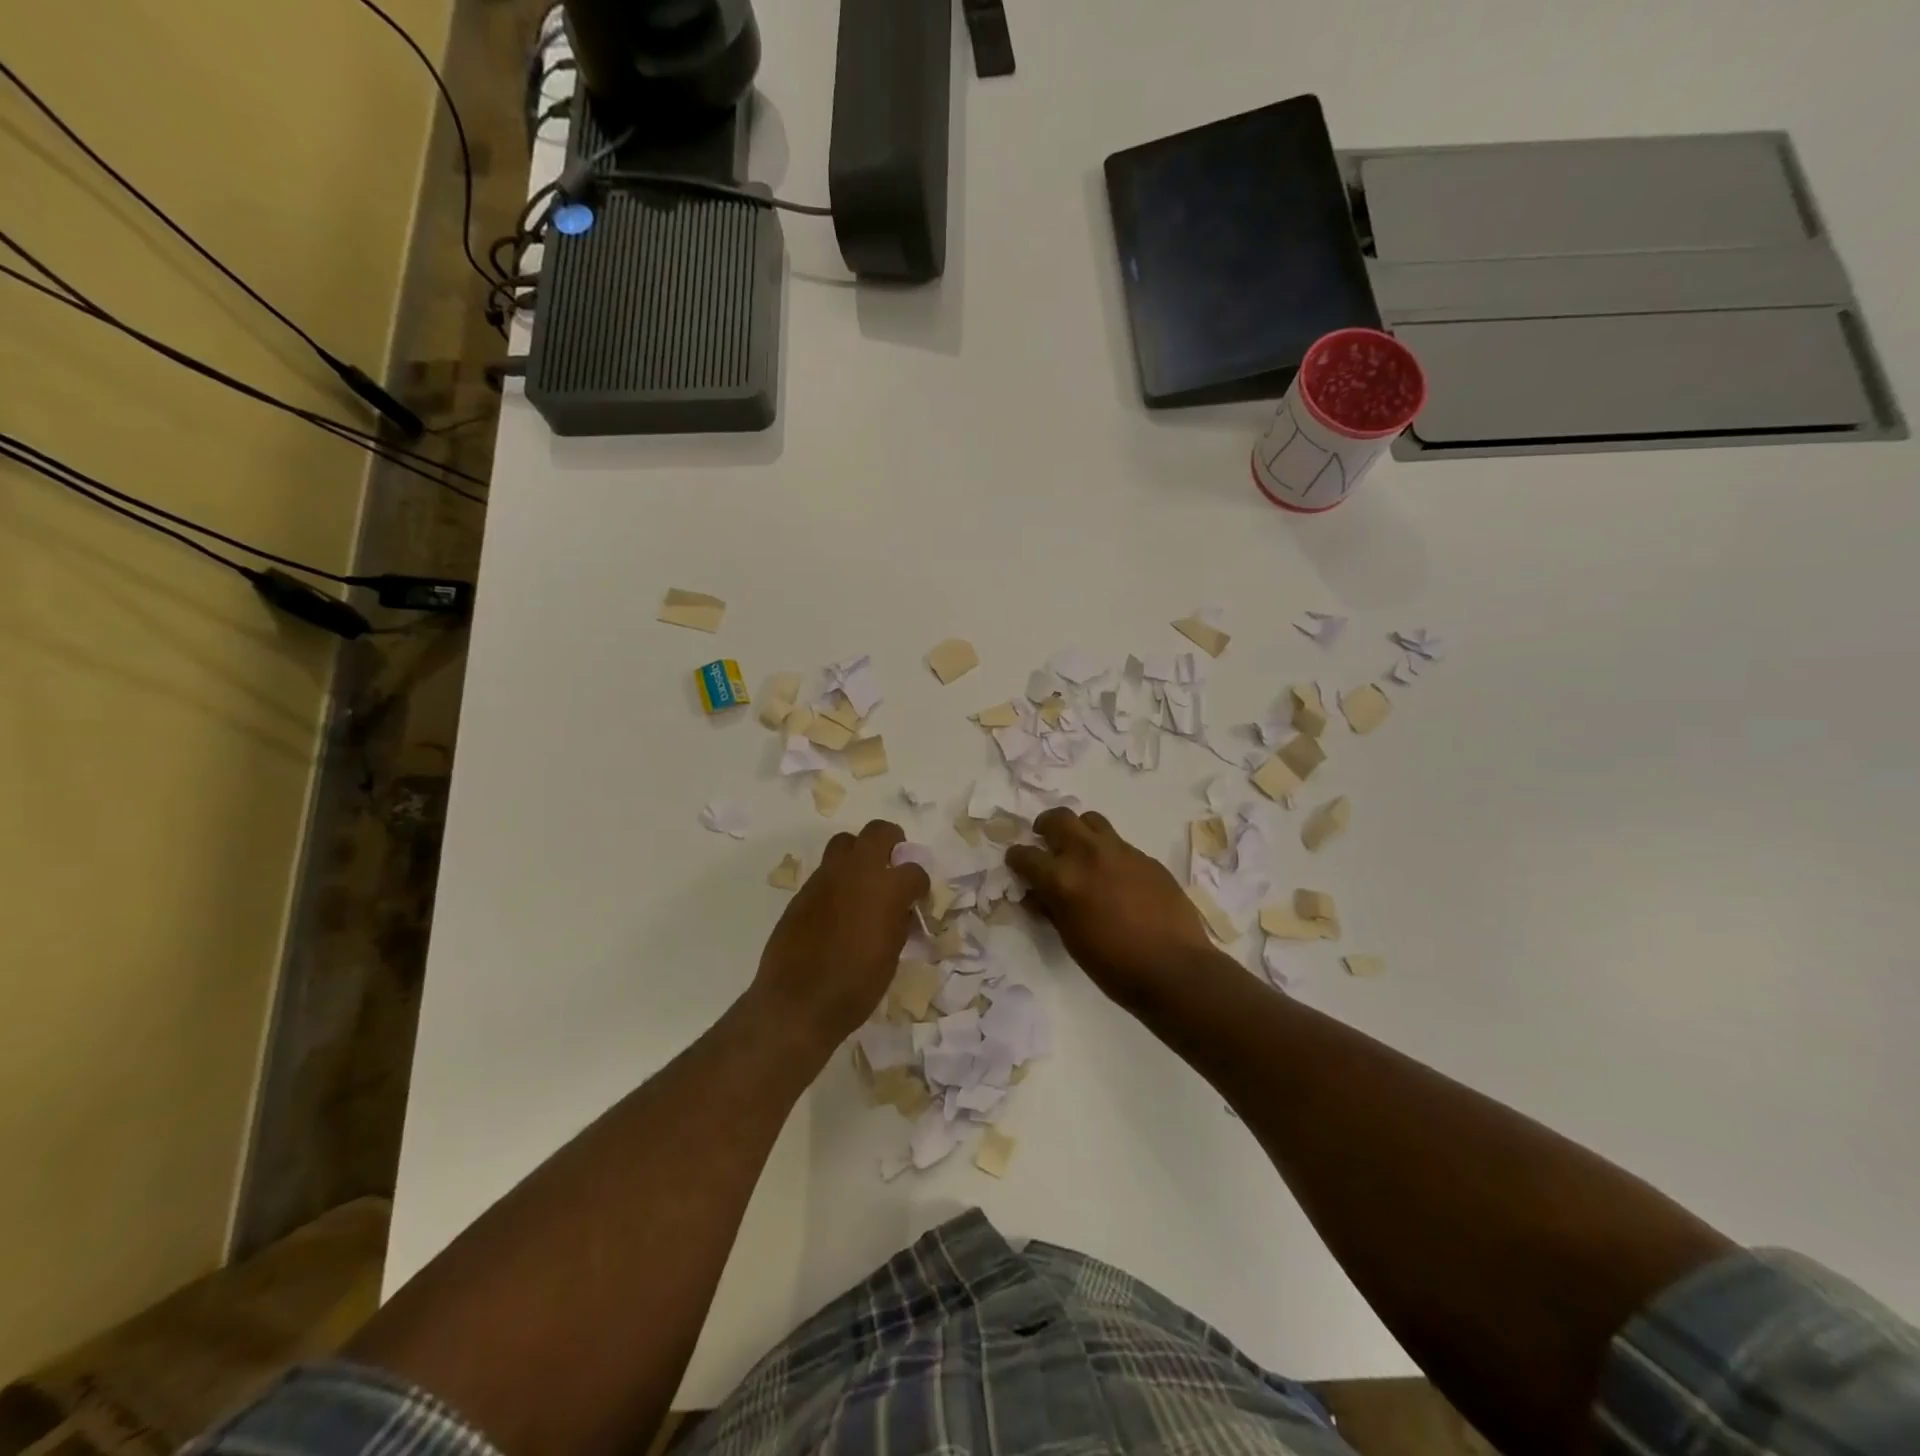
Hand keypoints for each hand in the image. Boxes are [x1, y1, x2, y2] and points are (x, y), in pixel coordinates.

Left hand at [752, 819, 929, 1050]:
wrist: (797, 1003)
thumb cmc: (856, 986)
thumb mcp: (891, 955)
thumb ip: (899, 922)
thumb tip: (901, 910)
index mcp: (888, 889)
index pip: (915, 870)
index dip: (920, 884)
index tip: (917, 898)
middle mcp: (857, 872)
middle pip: (879, 831)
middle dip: (892, 843)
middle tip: (893, 865)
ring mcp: (826, 878)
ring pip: (845, 843)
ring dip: (859, 854)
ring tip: (863, 882)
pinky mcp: (803, 891)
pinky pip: (825, 871)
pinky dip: (837, 880)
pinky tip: (838, 908)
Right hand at [1007, 807, 1224, 1012]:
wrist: (1174, 968)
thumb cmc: (1113, 965)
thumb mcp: (1070, 939)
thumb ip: (1051, 908)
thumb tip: (1037, 894)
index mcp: (1063, 879)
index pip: (1026, 855)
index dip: (1017, 859)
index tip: (1017, 864)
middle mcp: (1088, 854)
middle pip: (1058, 818)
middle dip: (1045, 827)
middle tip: (1045, 841)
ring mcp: (1121, 852)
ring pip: (1091, 820)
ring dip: (1079, 830)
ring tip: (1080, 850)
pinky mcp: (1146, 857)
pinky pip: (1119, 843)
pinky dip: (1107, 851)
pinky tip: (1114, 875)